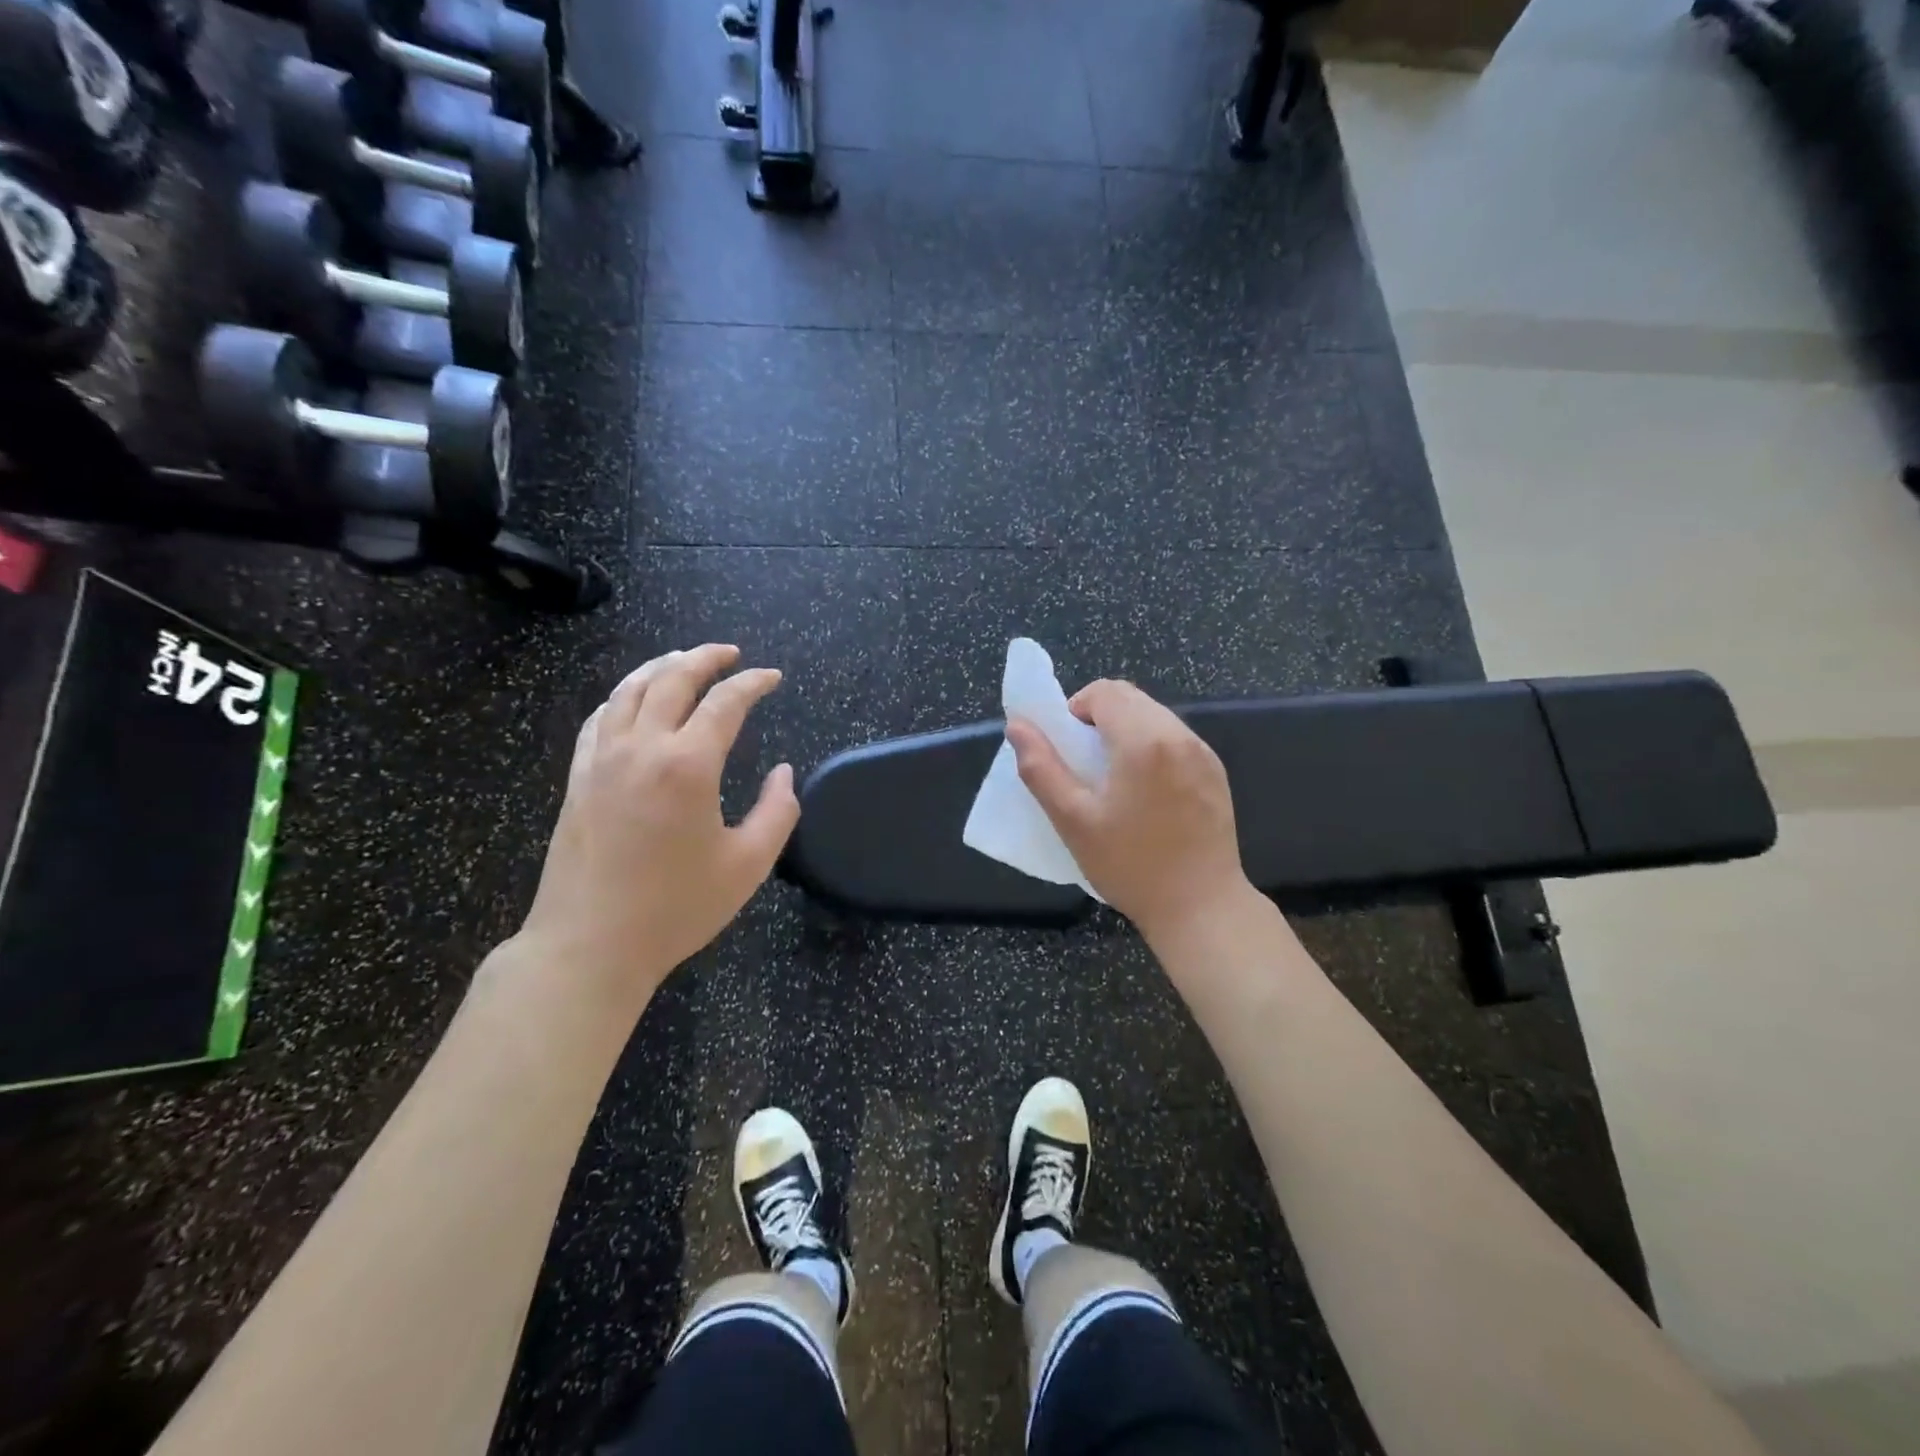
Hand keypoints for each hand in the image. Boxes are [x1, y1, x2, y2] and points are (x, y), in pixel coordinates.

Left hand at [514, 645, 799, 1007]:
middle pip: (672, 679)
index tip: (773, 678)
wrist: (589, 945)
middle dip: (705, 658)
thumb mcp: (748, 865)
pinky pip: (599, 718)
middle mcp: (642, 748)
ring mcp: (602, 760)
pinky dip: (622, 697)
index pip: (726, 702)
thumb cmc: (676, 908)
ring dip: (660, 666)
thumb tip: (784, 773)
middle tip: (730, 654)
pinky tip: (632, 701)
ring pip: (629, 690)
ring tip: (682, 659)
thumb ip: (777, 812)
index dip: (753, 683)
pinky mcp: (578, 778)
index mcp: (688, 765)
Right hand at [1007, 679, 1250, 945]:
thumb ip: (1041, 767)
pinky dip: (1151, 746)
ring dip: (1126, 730)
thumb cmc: (1130, 865)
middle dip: (1099, 716)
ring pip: (1154, 715)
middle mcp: (1179, 735)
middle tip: (1085, 763)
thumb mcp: (1073, 820)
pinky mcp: (1216, 772)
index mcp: (1143, 741)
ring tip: (1113, 778)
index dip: (1076, 709)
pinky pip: (1175, 738)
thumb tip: (1017, 725)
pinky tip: (1145, 792)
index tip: (1067, 748)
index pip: (1104, 691)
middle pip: (1131, 697)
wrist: (1201, 907)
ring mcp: (1203, 753)